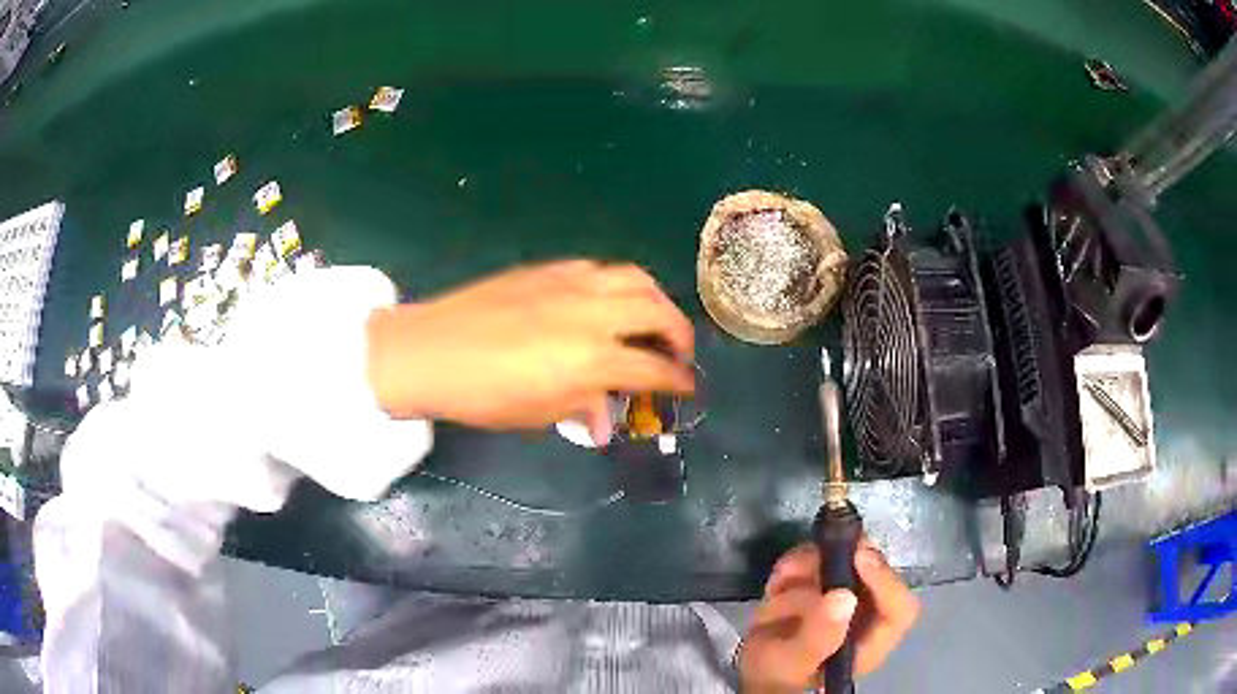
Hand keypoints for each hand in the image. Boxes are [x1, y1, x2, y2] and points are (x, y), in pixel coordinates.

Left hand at [365, 260, 694, 438]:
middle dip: (680, 333)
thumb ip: (582, 409)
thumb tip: (603, 421)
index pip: (654, 367)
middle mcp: (592, 313)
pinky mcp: (549, 269)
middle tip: (678, 353)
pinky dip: (617, 285)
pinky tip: (607, 301)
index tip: (688, 387)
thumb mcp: (538, 414)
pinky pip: (599, 270)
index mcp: (592, 358)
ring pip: (634, 278)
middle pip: (658, 311)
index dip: (679, 380)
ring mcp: (571, 284)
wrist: (431, 351)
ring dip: (655, 299)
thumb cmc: (483, 395)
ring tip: (652, 318)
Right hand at [739, 540, 918, 692]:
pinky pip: (819, 562)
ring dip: (812, 564)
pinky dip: (797, 564)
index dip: (886, 580)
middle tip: (813, 553)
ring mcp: (846, 598)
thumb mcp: (793, 662)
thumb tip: (845, 596)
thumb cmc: (778, 675)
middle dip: (842, 561)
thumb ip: (819, 635)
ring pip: (845, 562)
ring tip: (781, 580)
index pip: (900, 609)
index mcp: (871, 642)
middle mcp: (867, 616)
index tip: (859, 556)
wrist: (752, 670)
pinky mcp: (823, 586)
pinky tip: (776, 583)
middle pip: (874, 574)